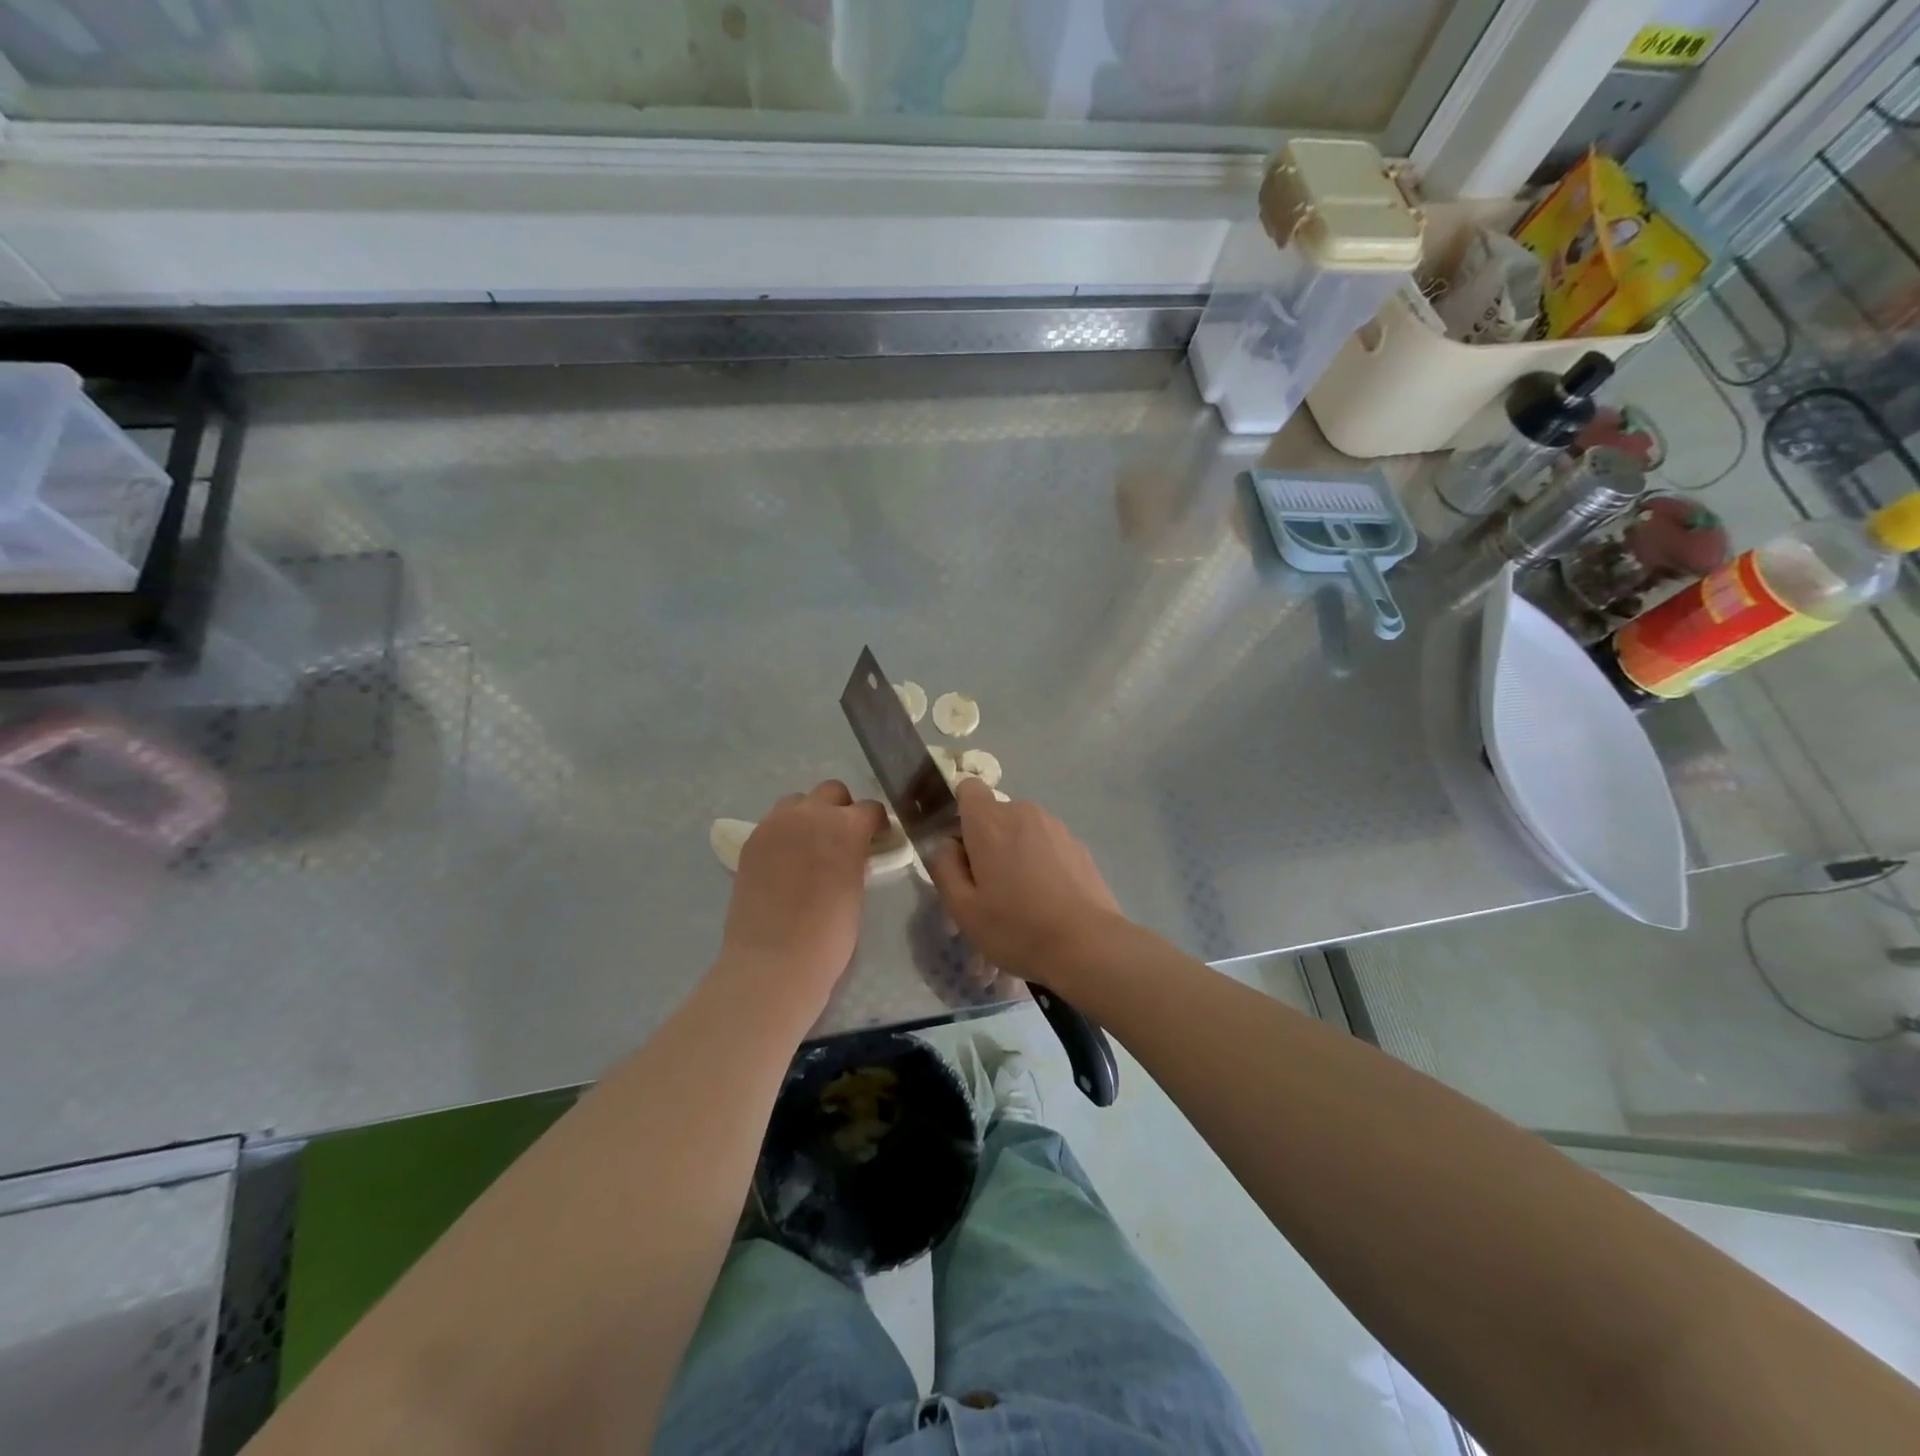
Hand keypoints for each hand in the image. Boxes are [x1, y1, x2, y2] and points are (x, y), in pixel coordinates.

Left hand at [721, 781, 887, 1009]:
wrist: (774, 961)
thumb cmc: (829, 934)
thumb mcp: (856, 889)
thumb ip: (856, 858)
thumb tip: (854, 852)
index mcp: (846, 827)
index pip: (870, 809)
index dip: (876, 824)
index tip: (877, 839)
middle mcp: (810, 814)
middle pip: (831, 791)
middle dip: (841, 809)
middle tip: (843, 839)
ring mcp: (776, 825)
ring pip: (798, 802)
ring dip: (809, 815)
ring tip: (810, 846)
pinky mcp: (752, 841)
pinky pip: (774, 823)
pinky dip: (785, 833)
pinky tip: (786, 861)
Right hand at [928, 779, 1125, 982]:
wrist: (1087, 945)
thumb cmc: (1015, 926)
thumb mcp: (962, 908)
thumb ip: (944, 867)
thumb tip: (947, 845)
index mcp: (990, 821)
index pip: (968, 788)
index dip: (959, 812)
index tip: (959, 848)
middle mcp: (1024, 813)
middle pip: (995, 816)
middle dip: (985, 844)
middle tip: (985, 891)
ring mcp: (1056, 828)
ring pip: (1022, 834)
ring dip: (1014, 857)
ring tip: (1018, 904)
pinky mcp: (1079, 847)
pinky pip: (1047, 848)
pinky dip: (1040, 867)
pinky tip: (1046, 905)